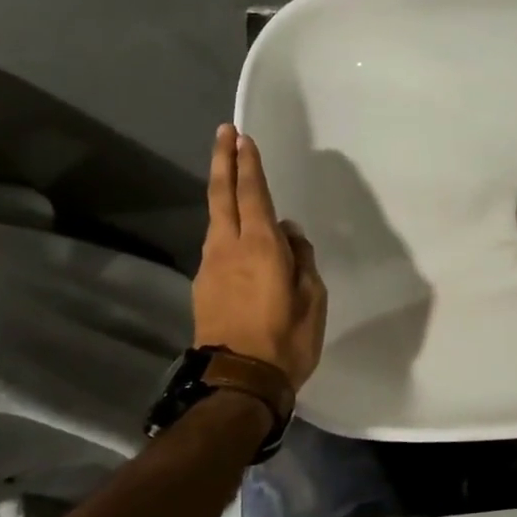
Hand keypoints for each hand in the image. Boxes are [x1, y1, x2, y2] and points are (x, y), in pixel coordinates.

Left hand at [192, 125, 328, 390]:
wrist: (238, 383)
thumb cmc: (286, 340)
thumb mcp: (313, 298)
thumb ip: (302, 258)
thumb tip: (289, 233)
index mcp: (261, 247)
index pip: (253, 195)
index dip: (248, 165)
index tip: (243, 137)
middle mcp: (229, 248)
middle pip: (222, 196)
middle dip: (224, 161)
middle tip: (224, 133)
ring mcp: (211, 266)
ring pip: (216, 220)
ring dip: (223, 193)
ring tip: (233, 177)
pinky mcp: (203, 285)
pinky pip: (217, 244)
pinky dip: (226, 227)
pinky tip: (238, 233)